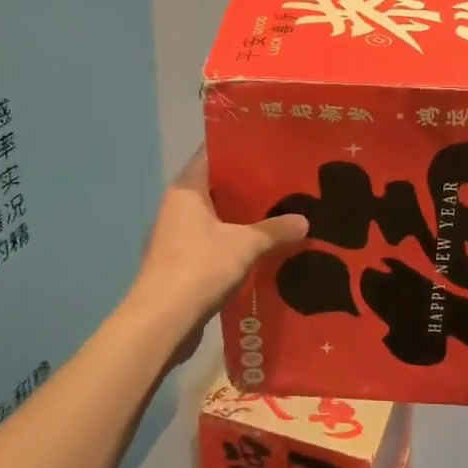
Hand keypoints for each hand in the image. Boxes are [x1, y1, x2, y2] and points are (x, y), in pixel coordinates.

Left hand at [126, 150, 307, 341]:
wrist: (162, 322)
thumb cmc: (200, 268)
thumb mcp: (246, 245)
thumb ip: (275, 230)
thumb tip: (305, 221)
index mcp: (187, 189)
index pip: (212, 153)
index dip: (240, 147)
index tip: (270, 146)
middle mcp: (177, 206)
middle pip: (217, 186)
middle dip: (249, 185)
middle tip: (286, 181)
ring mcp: (176, 235)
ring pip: (217, 216)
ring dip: (244, 217)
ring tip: (281, 214)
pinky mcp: (180, 262)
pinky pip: (213, 242)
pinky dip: (235, 242)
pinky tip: (263, 249)